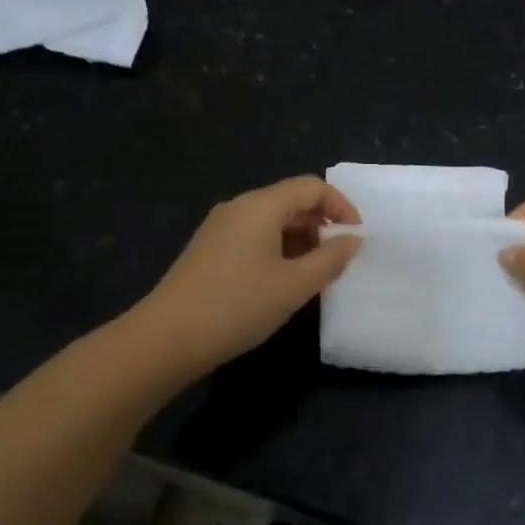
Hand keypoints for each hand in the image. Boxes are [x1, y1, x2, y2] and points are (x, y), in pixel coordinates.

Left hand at [133, 177, 361, 376]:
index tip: (356, 237)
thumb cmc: (238, 306)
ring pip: (271, 221)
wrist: (168, 337)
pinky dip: (277, 249)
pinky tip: (282, 281)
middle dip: (321, 224)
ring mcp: (219, 228)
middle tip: (338, 259)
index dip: (341, 206)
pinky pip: (253, 237)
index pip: (311, 187)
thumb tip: (352, 240)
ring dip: (300, 240)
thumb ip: (330, 259)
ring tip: (314, 274)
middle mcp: (238, 207)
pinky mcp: (208, 250)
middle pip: (289, 201)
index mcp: (260, 206)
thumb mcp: (294, 286)